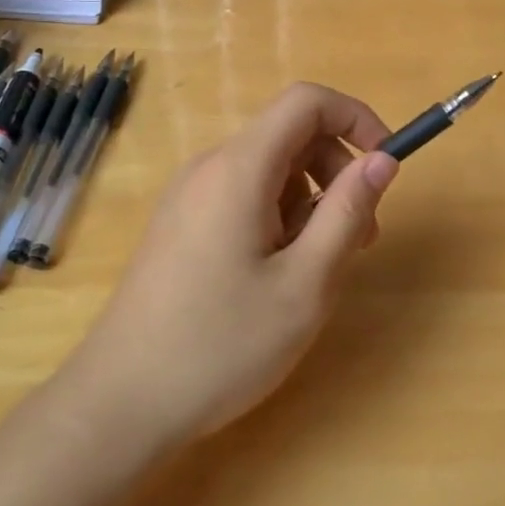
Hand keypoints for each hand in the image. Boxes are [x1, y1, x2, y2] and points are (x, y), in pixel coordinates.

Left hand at [72, 83, 398, 447]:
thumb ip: (348, 213)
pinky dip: (278, 216)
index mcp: (240, 168)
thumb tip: (382, 159)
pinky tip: (276, 275)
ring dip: (310, 200)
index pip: (307, 101)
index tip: (386, 165)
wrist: (118, 404)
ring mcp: (190, 194)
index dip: (356, 117)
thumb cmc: (220, 346)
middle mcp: (210, 166)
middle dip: (338, 170)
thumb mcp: (305, 284)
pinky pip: (244, 194)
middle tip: (362, 236)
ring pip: (270, 168)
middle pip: (291, 135)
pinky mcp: (180, 222)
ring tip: (318, 267)